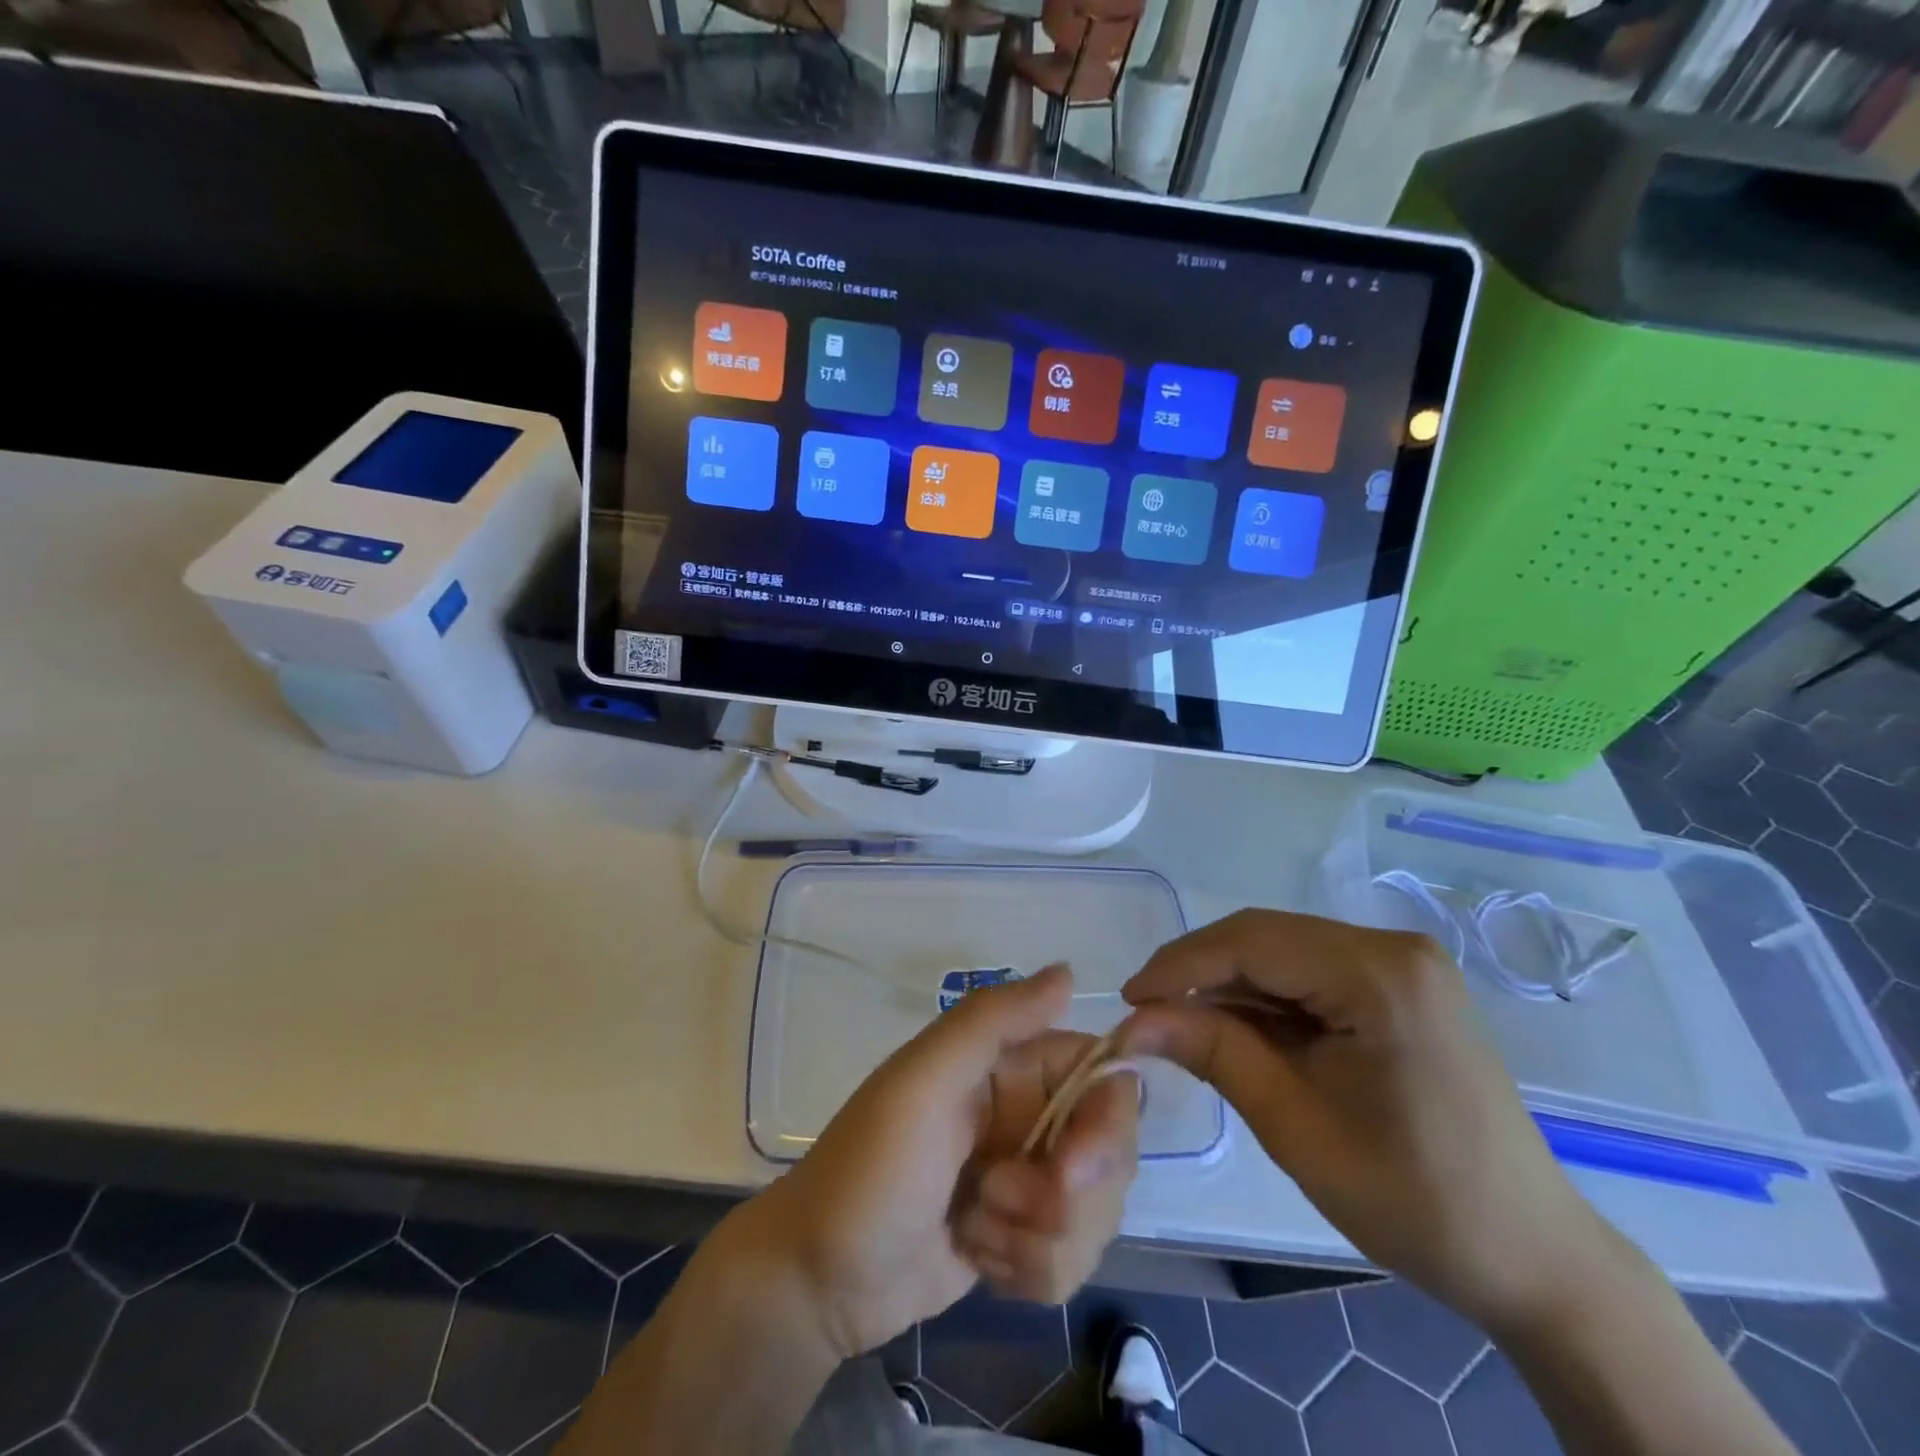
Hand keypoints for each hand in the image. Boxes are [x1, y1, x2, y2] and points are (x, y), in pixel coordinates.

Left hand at [746, 965, 1138, 1360]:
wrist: (818, 1278)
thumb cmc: (871, 1165)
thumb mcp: (924, 1079)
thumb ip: (994, 1019)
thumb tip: (1068, 972)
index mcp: (1011, 1066)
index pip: (1103, 1079)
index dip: (1106, 1126)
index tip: (1072, 1169)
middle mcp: (1028, 1115)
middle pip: (1110, 1154)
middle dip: (1067, 1198)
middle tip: (998, 1201)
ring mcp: (1027, 1181)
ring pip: (1094, 1215)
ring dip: (1037, 1239)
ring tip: (973, 1228)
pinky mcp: (1023, 1239)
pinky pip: (1070, 1261)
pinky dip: (1025, 1270)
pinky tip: (977, 1258)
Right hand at [1119, 910, 1609, 1331]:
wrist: (1531, 1257)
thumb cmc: (1414, 1200)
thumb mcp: (1294, 1124)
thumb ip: (1212, 1052)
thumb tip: (1132, 1020)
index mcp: (1379, 974)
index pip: (1251, 942)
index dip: (1179, 965)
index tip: (1128, 1002)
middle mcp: (1395, 948)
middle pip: (1266, 937)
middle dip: (1200, 973)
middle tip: (1149, 1016)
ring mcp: (1404, 964)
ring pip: (1284, 951)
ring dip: (1230, 985)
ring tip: (1184, 1027)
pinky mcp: (1402, 985)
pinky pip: (1311, 972)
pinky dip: (1267, 997)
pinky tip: (1240, 1029)